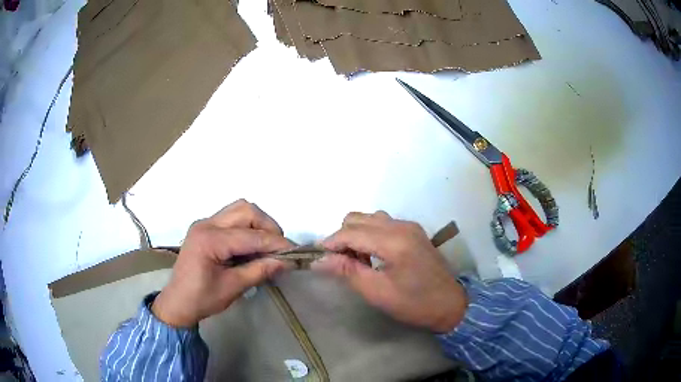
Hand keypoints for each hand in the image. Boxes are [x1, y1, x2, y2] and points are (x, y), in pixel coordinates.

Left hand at [152, 199, 292, 326]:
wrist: (178, 302)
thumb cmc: (202, 299)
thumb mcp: (233, 287)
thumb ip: (259, 271)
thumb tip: (286, 261)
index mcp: (209, 240)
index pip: (251, 235)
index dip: (276, 243)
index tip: (295, 252)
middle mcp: (206, 224)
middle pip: (246, 210)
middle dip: (268, 226)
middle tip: (279, 248)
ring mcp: (205, 223)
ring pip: (240, 209)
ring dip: (258, 223)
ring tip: (267, 245)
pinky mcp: (206, 227)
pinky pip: (232, 218)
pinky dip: (247, 227)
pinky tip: (252, 245)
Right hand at [313, 212, 467, 332]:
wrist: (450, 304)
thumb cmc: (414, 303)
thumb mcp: (377, 292)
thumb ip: (348, 271)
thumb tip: (319, 260)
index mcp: (393, 241)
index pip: (351, 232)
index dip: (330, 243)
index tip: (318, 257)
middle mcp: (401, 226)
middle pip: (357, 218)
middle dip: (342, 237)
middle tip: (339, 262)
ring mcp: (409, 226)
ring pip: (369, 218)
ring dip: (356, 234)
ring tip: (356, 259)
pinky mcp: (413, 231)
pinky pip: (383, 223)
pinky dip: (370, 234)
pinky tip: (372, 255)